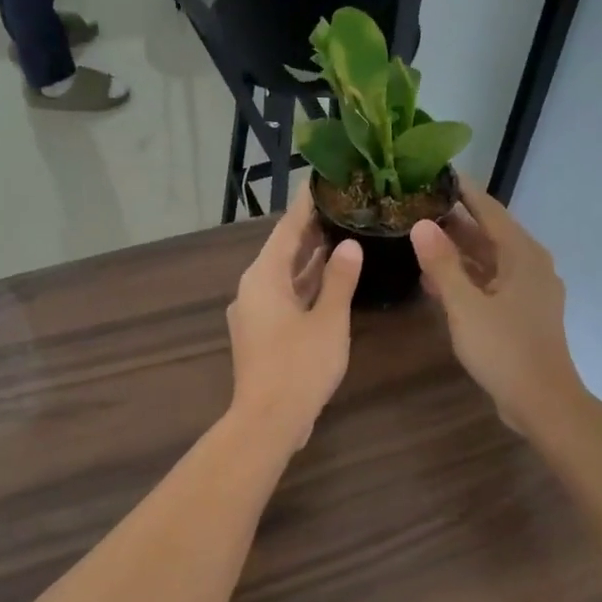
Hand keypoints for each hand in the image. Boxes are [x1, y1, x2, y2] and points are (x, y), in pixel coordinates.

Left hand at [226, 187, 363, 450]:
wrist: (268, 420)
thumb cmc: (299, 366)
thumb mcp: (328, 320)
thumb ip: (339, 280)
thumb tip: (348, 245)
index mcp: (263, 278)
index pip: (287, 230)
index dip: (305, 205)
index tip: (322, 181)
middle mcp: (253, 289)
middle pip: (283, 251)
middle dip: (310, 230)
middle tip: (341, 205)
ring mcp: (254, 313)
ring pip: (284, 276)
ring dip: (309, 258)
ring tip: (340, 233)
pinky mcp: (261, 333)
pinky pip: (285, 296)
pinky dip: (305, 284)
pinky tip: (329, 279)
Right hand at [412, 176, 586, 436]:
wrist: (541, 400)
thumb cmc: (504, 349)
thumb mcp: (465, 305)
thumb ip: (442, 264)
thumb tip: (421, 224)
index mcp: (523, 255)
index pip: (490, 210)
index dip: (464, 192)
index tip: (438, 174)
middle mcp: (531, 265)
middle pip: (490, 234)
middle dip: (456, 222)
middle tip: (419, 207)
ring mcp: (530, 290)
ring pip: (490, 261)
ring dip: (459, 252)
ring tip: (421, 241)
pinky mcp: (523, 312)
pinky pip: (492, 283)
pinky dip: (467, 278)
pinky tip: (437, 283)